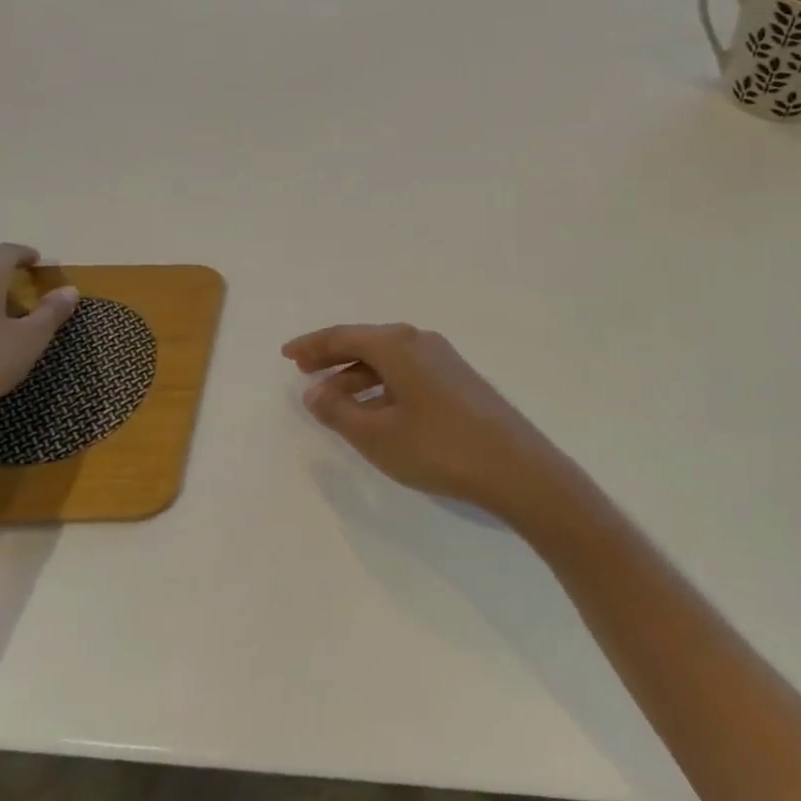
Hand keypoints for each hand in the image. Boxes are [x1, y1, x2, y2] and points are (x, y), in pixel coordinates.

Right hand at [282, 323, 575, 523]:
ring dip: (357, 375)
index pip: (344, 336)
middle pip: (367, 342)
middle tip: (304, 372)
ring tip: (332, 399)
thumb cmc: (437, 447)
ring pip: (388, 359)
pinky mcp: (458, 380)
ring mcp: (444, 359)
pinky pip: (407, 372)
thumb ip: (339, 412)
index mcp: (397, 345)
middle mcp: (420, 342)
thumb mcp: (377, 435)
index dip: (313, 345)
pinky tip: (375, 409)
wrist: (513, 464)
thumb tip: (313, 392)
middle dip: (333, 357)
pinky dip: (382, 384)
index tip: (287, 355)